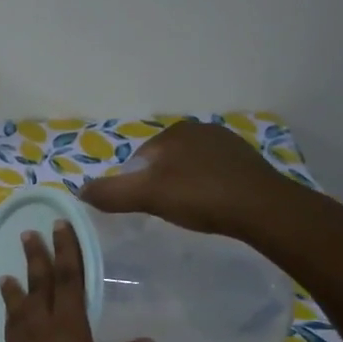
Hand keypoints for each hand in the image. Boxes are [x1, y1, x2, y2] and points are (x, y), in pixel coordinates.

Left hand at [0, 220, 152, 341]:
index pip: (68, 280)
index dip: (66, 250)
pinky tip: (13, 317)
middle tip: (29, 234)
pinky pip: (10, 332)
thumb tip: (143, 340)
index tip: (61, 226)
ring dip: (16, 288)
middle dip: (35, 259)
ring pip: (17, 310)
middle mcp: (39, 334)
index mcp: (69, 331)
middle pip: (37, 287)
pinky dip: (11, 317)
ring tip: (9, 273)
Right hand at [79, 120, 295, 237]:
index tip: (146, 208)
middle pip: (164, 163)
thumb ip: (111, 193)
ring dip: (184, 187)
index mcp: (174, 132)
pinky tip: (213, 207)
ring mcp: (227, 144)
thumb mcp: (147, 196)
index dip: (136, 185)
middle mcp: (200, 129)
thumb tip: (79, 191)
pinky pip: (213, 174)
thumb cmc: (200, 197)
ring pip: (189, 168)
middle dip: (160, 185)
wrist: (264, 209)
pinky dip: (207, 189)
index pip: (140, 160)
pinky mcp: (247, 161)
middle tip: (167, 212)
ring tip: (191, 212)